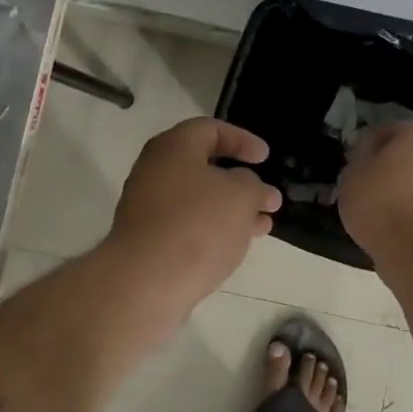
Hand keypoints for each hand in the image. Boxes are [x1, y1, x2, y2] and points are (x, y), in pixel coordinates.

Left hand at [105, 118, 282, 310]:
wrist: (145, 282)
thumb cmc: (197, 225)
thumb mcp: (240, 195)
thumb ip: (253, 184)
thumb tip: (250, 186)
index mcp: (173, 147)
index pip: (210, 128)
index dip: (242, 139)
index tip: (265, 158)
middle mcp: (154, 170)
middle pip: (203, 166)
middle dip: (240, 181)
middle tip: (266, 196)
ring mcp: (147, 206)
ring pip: (198, 199)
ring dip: (232, 209)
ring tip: (262, 226)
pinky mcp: (147, 238)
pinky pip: (187, 224)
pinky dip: (213, 228)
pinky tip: (237, 246)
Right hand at [338, 121, 412, 260]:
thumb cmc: (379, 200)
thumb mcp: (353, 170)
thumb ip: (361, 153)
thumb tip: (369, 149)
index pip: (388, 131)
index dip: (367, 146)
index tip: (353, 164)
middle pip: (409, 154)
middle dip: (389, 166)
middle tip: (364, 183)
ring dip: (402, 188)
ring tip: (376, 208)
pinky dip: (412, 209)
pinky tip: (391, 224)